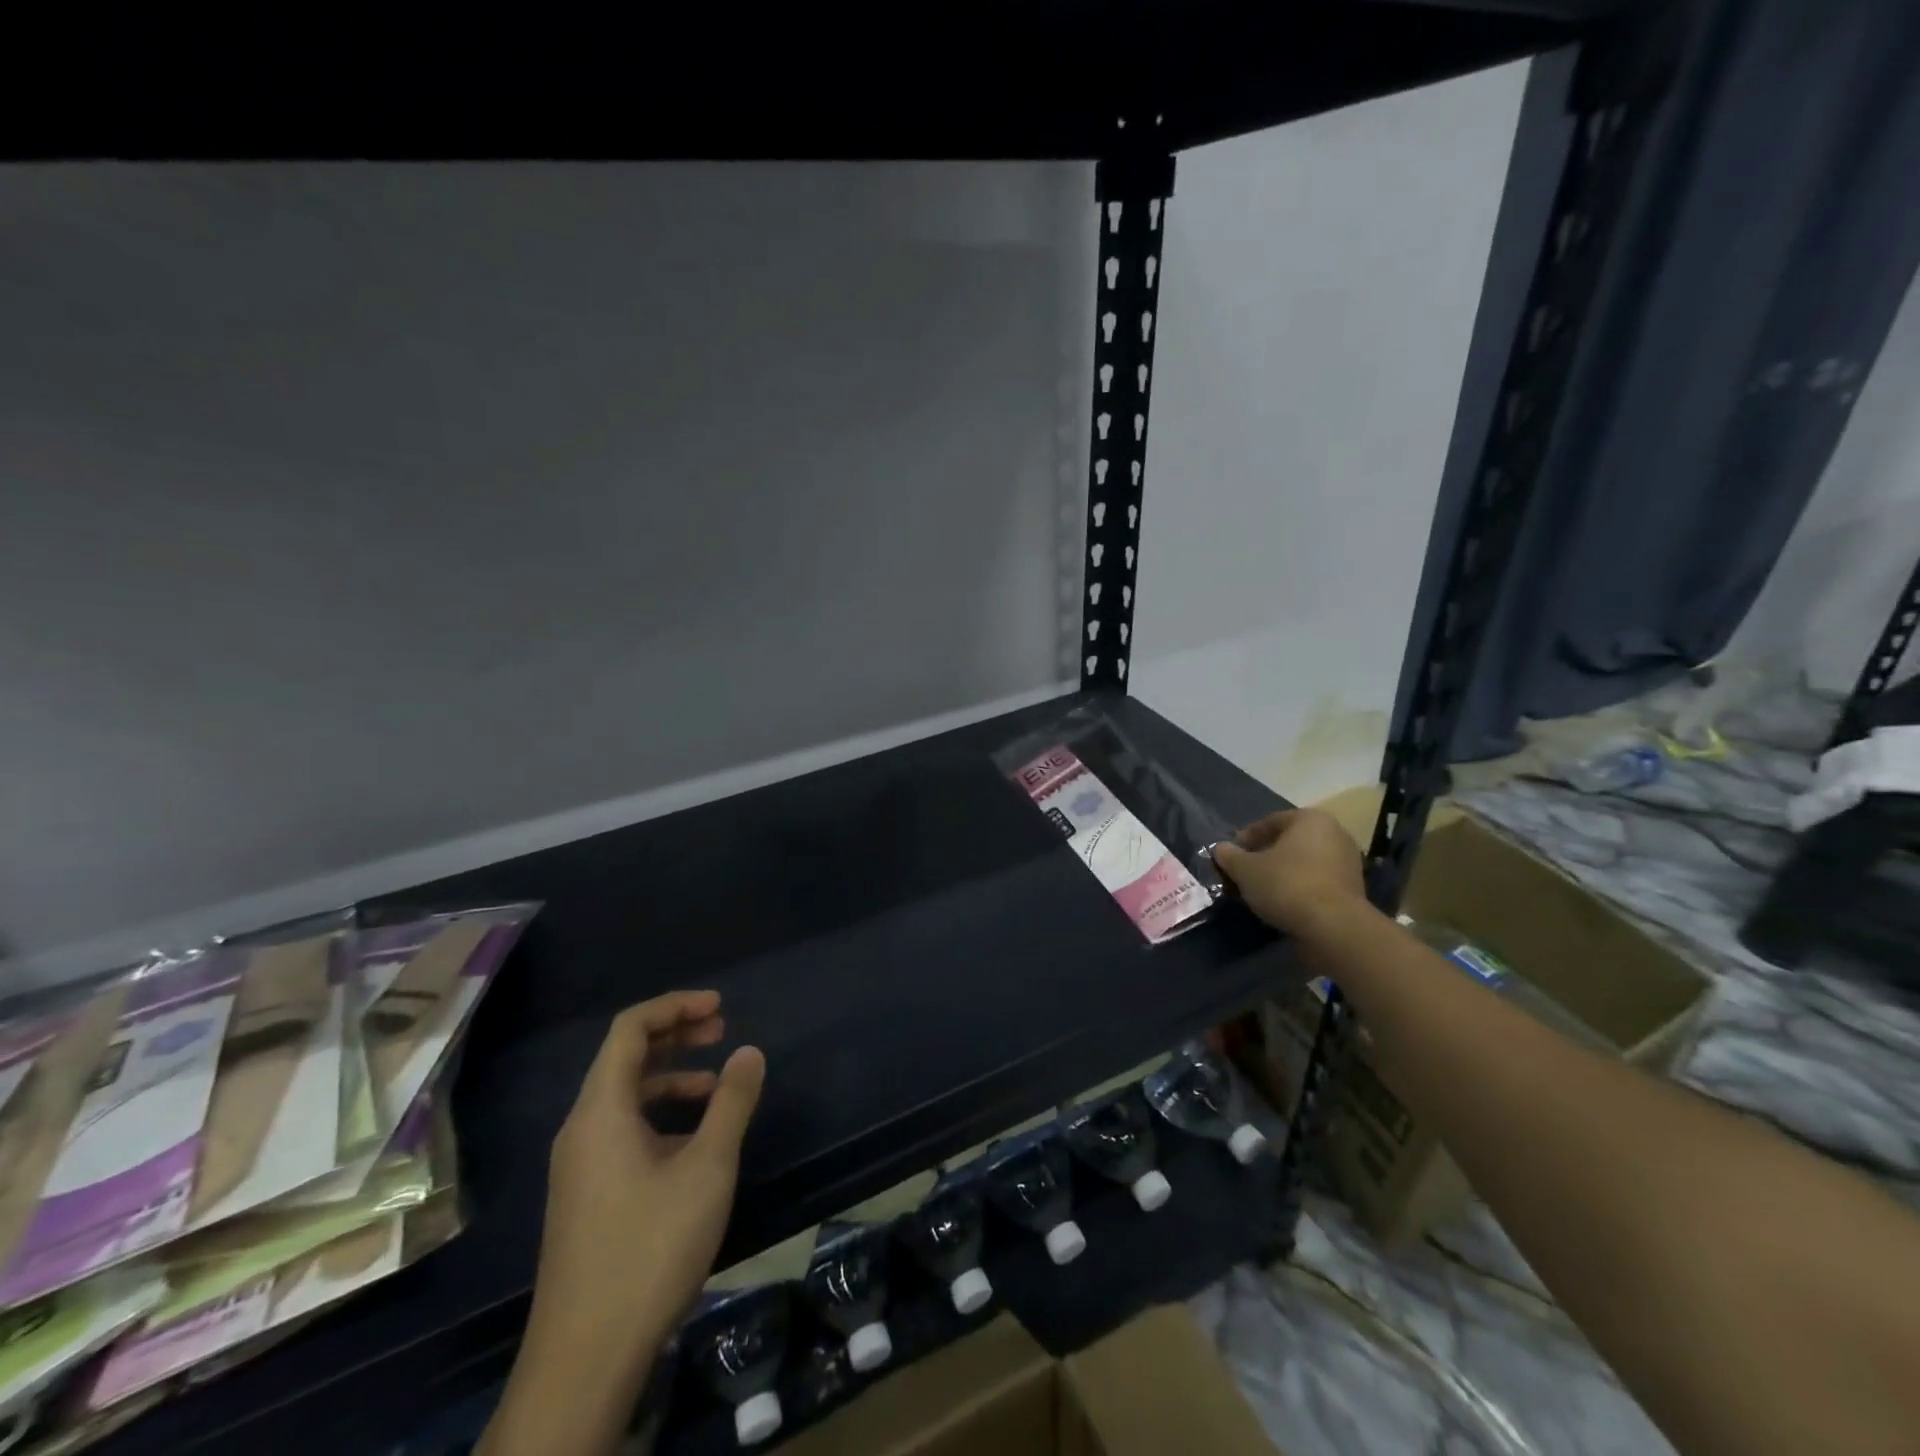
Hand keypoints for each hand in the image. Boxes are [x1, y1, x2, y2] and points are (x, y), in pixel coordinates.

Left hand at [528, 990, 765, 1374]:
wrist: (585, 1358)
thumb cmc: (650, 1248)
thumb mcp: (707, 1168)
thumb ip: (731, 1102)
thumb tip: (749, 1052)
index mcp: (601, 1110)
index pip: (630, 1029)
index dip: (675, 1006)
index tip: (720, 1007)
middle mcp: (582, 1127)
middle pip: (625, 1056)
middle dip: (675, 1034)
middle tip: (722, 1030)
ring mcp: (580, 1164)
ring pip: (625, 1095)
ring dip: (671, 1076)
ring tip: (717, 1086)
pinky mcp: (586, 1194)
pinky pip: (622, 1128)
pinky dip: (660, 1114)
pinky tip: (694, 1140)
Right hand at [1212, 808, 1366, 934]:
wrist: (1334, 926)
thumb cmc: (1286, 884)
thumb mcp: (1245, 869)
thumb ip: (1229, 855)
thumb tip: (1220, 849)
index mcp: (1310, 818)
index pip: (1270, 821)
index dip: (1246, 838)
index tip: (1231, 855)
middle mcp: (1334, 833)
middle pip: (1290, 841)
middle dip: (1266, 854)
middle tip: (1244, 871)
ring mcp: (1348, 861)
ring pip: (1304, 862)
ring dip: (1283, 872)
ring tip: (1261, 889)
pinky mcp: (1354, 889)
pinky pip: (1317, 881)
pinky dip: (1299, 887)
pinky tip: (1283, 902)